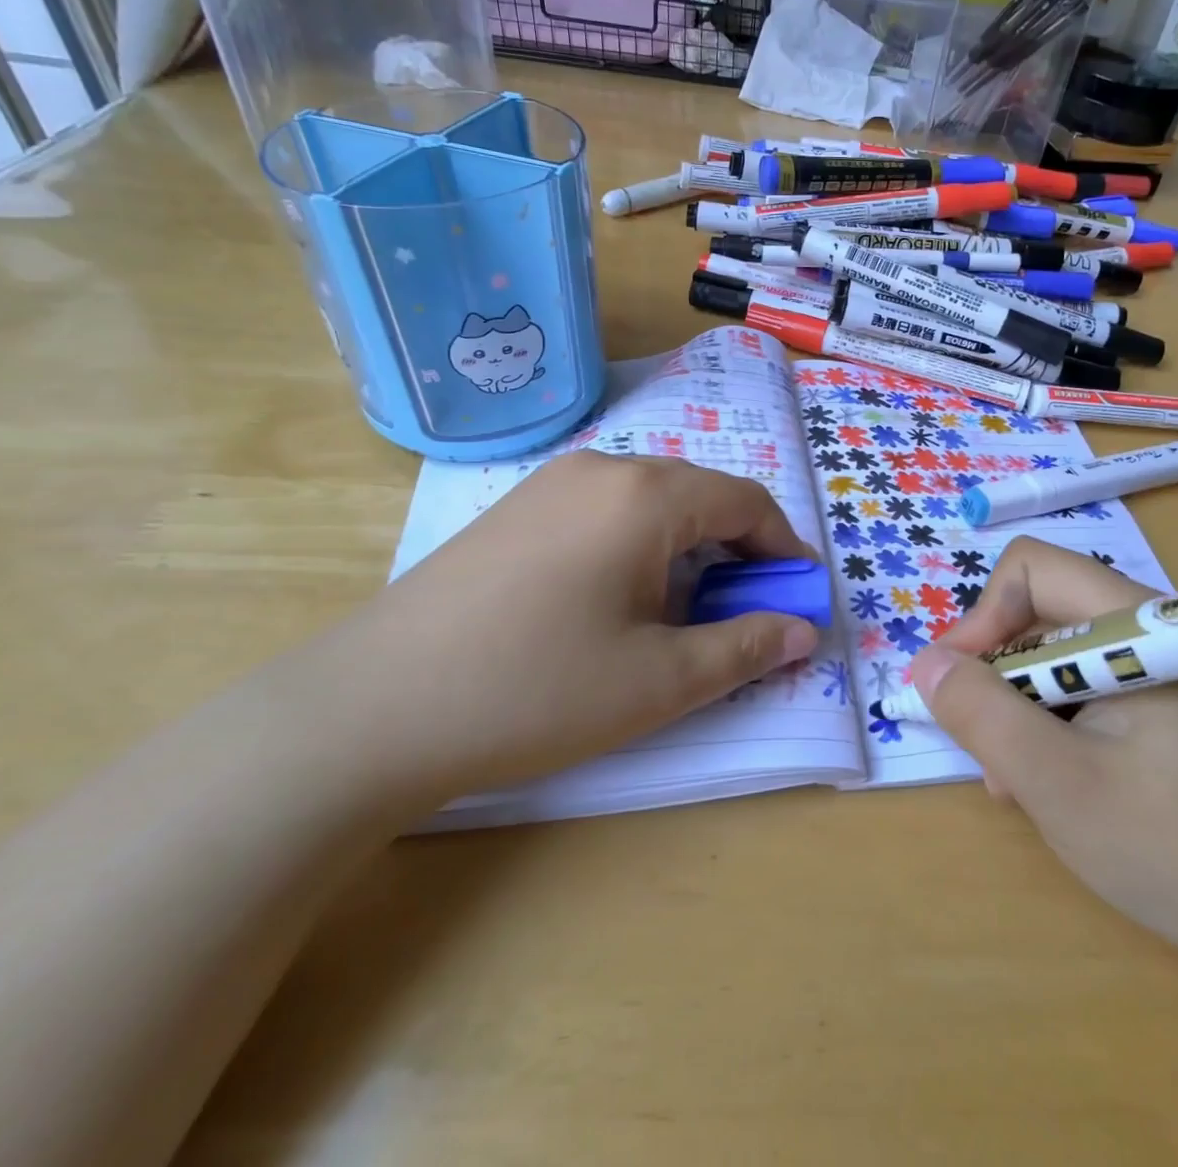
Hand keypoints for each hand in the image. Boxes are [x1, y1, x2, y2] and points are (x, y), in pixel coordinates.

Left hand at [331, 453, 819, 801]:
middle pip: (699, 494)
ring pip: (652, 501)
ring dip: (688, 547)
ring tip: (681, 611)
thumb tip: (804, 630)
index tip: (799, 595)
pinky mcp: (516, 508)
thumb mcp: (660, 681)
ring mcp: (552, 483)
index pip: (746, 501)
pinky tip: (617, 599)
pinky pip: (605, 510)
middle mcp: (603, 468)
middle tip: (745, 611)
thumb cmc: (536, 691)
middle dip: (738, 549)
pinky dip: (639, 545)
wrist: (373, 708)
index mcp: (647, 495)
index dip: (783, 548)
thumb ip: (746, 647)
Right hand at [904, 538, 1177, 971]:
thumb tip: (924, 663)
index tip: (960, 684)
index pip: (1036, 570)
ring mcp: (1171, 676)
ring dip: (1025, 709)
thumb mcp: (1058, 785)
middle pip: (1046, 614)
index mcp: (1141, 627)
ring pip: (1064, 660)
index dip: (985, 616)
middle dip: (1000, 674)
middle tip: (986, 747)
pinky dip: (1059, 728)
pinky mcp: (1177, 714)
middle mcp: (1157, 635)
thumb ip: (982, 715)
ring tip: (1018, 783)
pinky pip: (1095, 694)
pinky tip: (1057, 788)